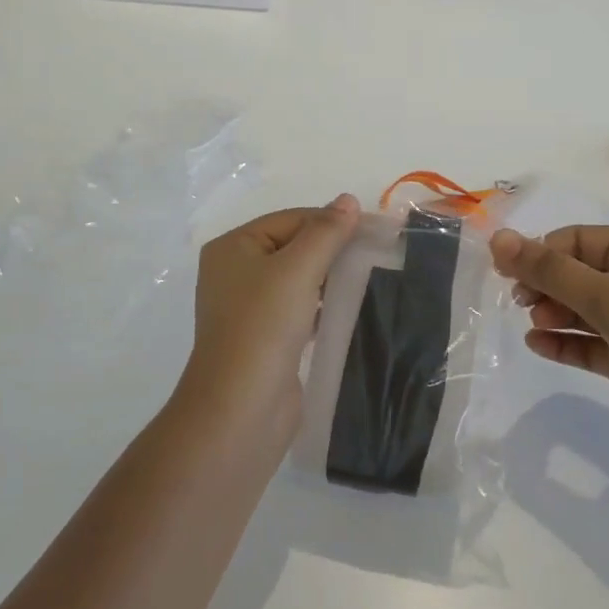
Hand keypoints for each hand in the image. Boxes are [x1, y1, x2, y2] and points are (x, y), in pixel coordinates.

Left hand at [180, 195, 361, 434]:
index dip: (330, 221)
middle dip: (331, 250)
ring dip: (329, 278)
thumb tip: (348, 200)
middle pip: (293, 246)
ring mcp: (248, 308)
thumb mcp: (297, 269)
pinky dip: (322, 306)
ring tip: (368, 278)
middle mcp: (235, 272)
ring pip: (298, 279)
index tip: (374, 229)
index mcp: (233, 247)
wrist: (241, 408)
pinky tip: (348, 308)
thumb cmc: (263, 326)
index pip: (290, 219)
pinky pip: (298, 309)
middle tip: (376, 252)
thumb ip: (325, 233)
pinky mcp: (265, 338)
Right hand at [490, 225, 608, 461]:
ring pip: (584, 311)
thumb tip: (496, 237)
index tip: (507, 277)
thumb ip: (546, 269)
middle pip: (578, 274)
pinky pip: (593, 344)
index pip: (576, 240)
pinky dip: (567, 343)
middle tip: (522, 305)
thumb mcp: (604, 294)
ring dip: (555, 314)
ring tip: (534, 326)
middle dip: (546, 287)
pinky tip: (538, 347)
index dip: (539, 255)